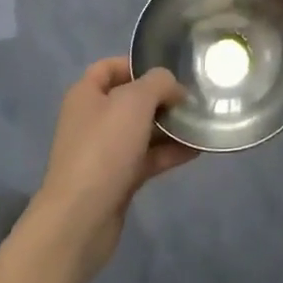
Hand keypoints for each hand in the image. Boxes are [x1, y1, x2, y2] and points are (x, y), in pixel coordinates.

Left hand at [28, 58, 196, 282]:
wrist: (81, 218)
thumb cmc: (104, 148)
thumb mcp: (135, 101)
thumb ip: (159, 83)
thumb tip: (173, 88)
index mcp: (86, 95)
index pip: (110, 67)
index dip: (137, 64)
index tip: (169, 71)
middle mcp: (92, 119)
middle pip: (130, 99)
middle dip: (161, 98)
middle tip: (193, 98)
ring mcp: (104, 151)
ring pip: (141, 130)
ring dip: (169, 126)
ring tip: (201, 122)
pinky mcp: (117, 179)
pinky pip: (147, 158)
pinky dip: (169, 152)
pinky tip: (196, 149)